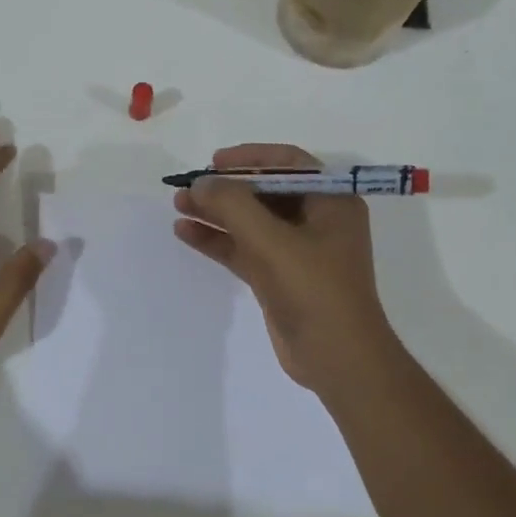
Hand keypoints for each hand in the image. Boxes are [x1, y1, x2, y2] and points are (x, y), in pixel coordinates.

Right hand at [172, 144, 395, 391]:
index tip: (214, 162)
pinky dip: (218, 240)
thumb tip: (201, 183)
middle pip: (264, 192)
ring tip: (178, 206)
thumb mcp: (271, 241)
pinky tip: (186, 233)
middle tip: (188, 187)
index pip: (288, 163)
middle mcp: (317, 220)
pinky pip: (244, 248)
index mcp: (331, 202)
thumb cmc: (314, 290)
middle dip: (225, 189)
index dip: (250, 158)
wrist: (337, 358)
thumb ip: (233, 205)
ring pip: (250, 222)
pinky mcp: (279, 277)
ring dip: (216, 213)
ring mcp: (298, 251)